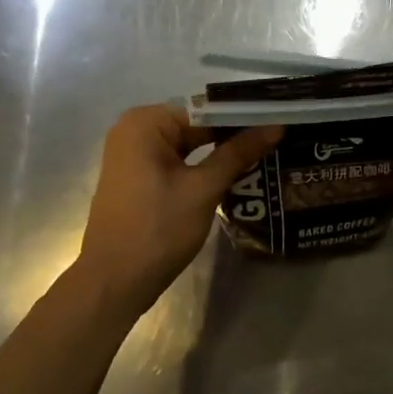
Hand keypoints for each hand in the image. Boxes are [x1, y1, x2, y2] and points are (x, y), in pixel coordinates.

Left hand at [77, 105, 280, 310]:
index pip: (206, 111)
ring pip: (188, 147)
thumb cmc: (158, 229)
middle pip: (195, 127)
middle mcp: (133, 130)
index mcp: (145, 123)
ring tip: (265, 158)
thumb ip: (238, 153)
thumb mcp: (204, 189)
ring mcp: (132, 156)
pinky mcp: (136, 178)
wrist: (114, 282)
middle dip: (233, 137)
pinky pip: (176, 163)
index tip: (278, 125)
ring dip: (220, 155)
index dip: (243, 118)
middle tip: (277, 143)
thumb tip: (276, 126)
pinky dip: (201, 169)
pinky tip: (233, 177)